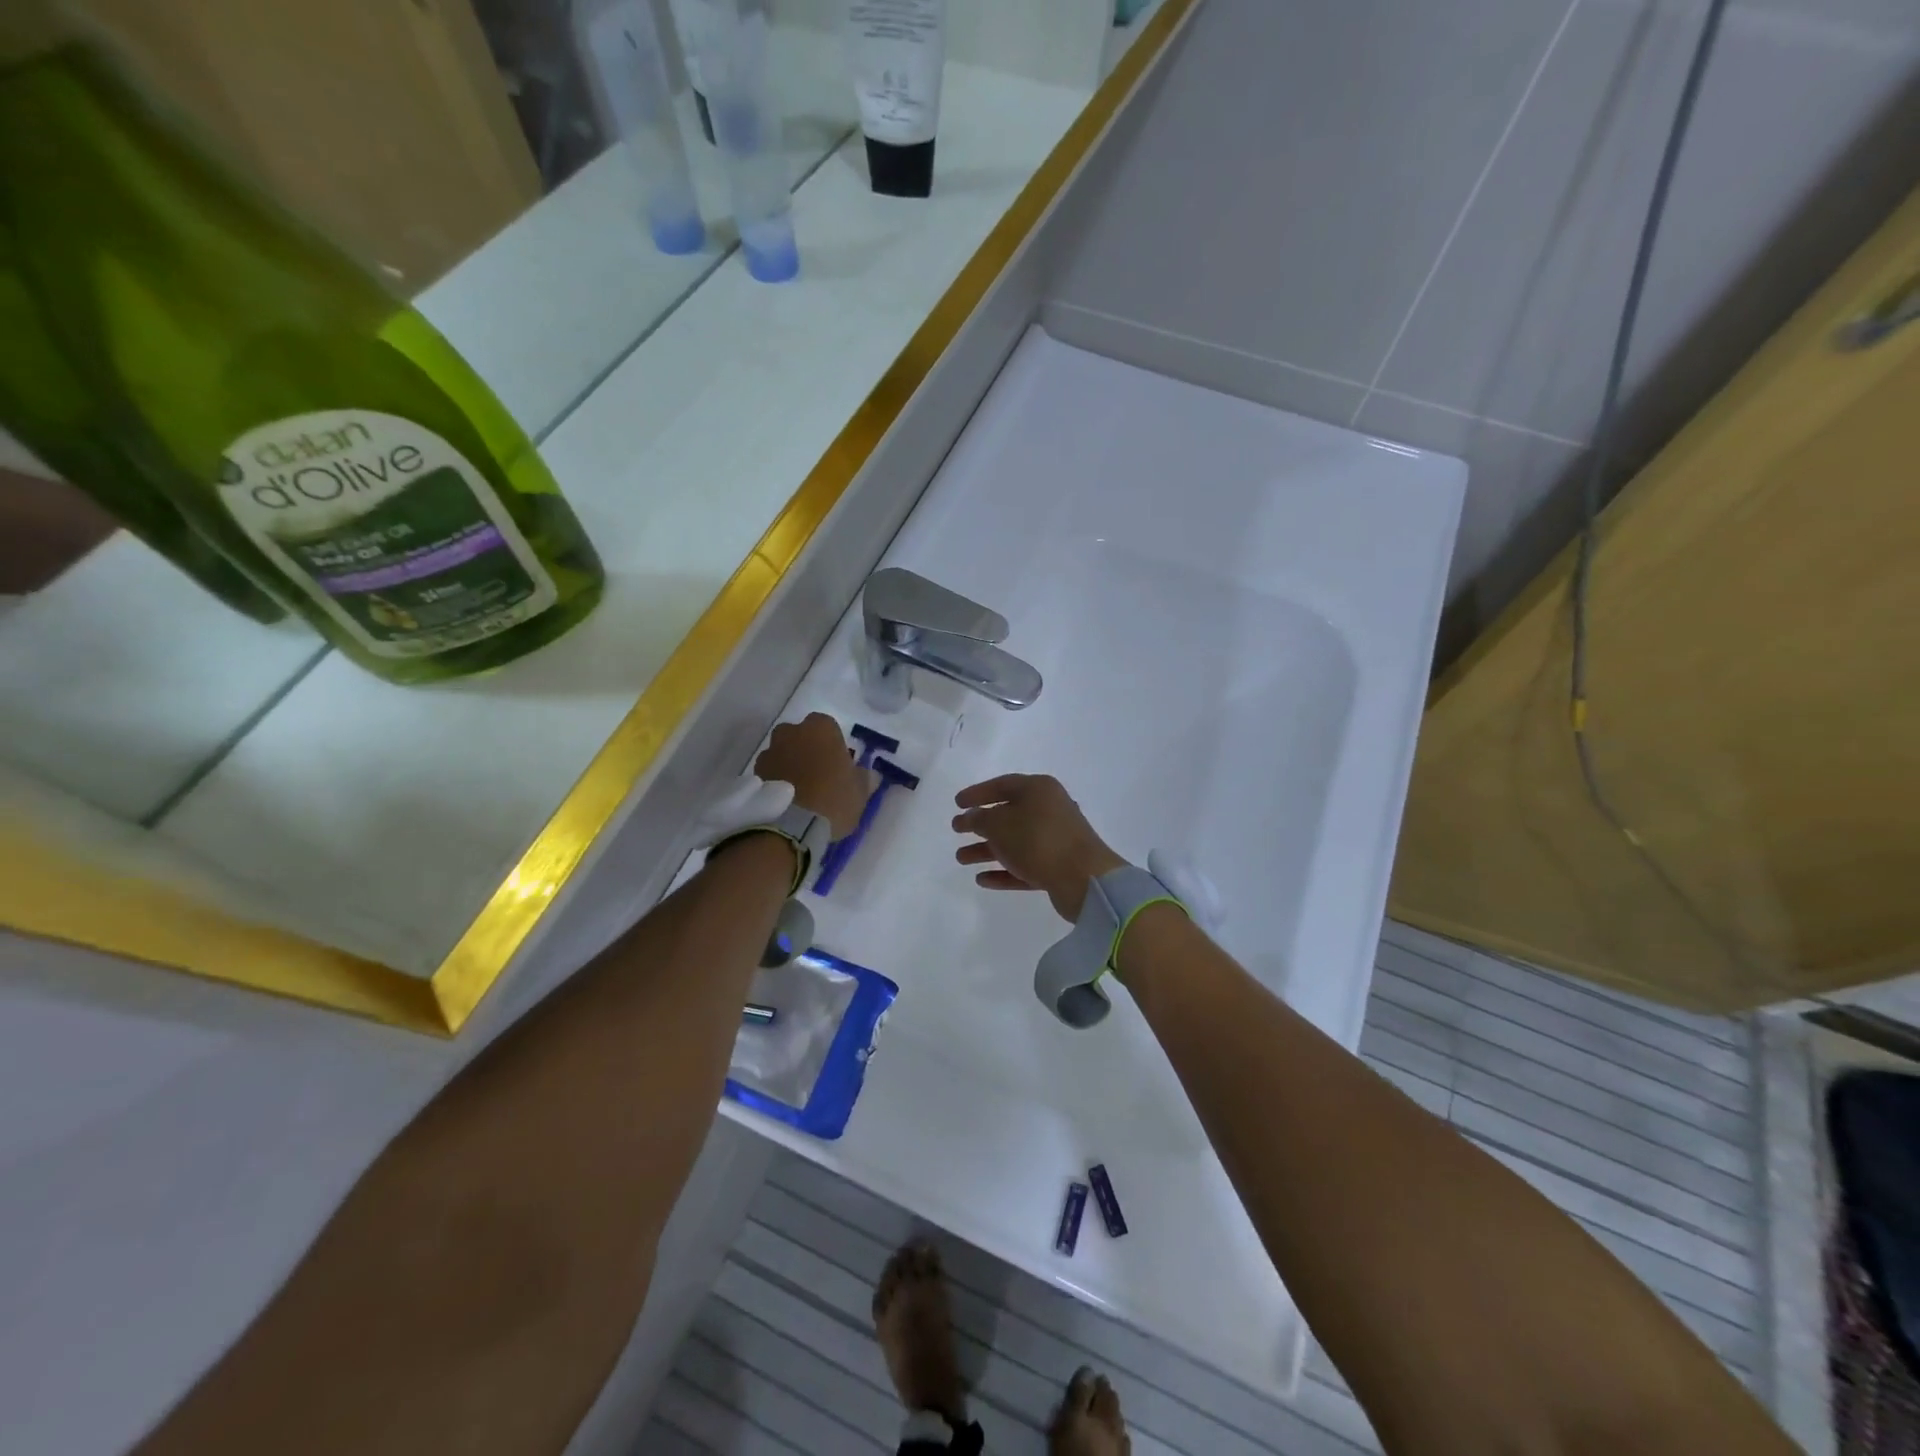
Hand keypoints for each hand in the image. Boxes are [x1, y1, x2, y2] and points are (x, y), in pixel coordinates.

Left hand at [756, 713, 867, 839]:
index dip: (832, 746)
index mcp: (821, 727)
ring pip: (783, 752)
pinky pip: (770, 771)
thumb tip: (868, 774)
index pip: (828, 727)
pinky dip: (776, 779)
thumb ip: (864, 778)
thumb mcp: (860, 791)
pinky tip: (785, 800)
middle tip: (818, 775)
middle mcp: (792, 731)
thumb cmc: (834, 799)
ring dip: (790, 764)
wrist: (792, 826)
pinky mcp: (754, 772)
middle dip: (807, 750)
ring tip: (799, 791)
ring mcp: (770, 750)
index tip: (837, 764)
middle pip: (801, 736)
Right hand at [952, 774, 1126, 921]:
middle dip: (980, 825)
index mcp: (1038, 789)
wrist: (1083, 879)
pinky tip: (982, 880)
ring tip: (961, 859)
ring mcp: (1055, 839)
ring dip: (987, 850)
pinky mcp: (1058, 866)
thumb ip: (978, 819)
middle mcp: (1049, 809)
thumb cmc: (1037, 840)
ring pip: (1014, 842)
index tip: (956, 804)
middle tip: (957, 832)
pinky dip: (1004, 871)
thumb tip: (971, 816)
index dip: (977, 793)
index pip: (1002, 785)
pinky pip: (1025, 865)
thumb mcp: (999, 824)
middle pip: (1008, 814)